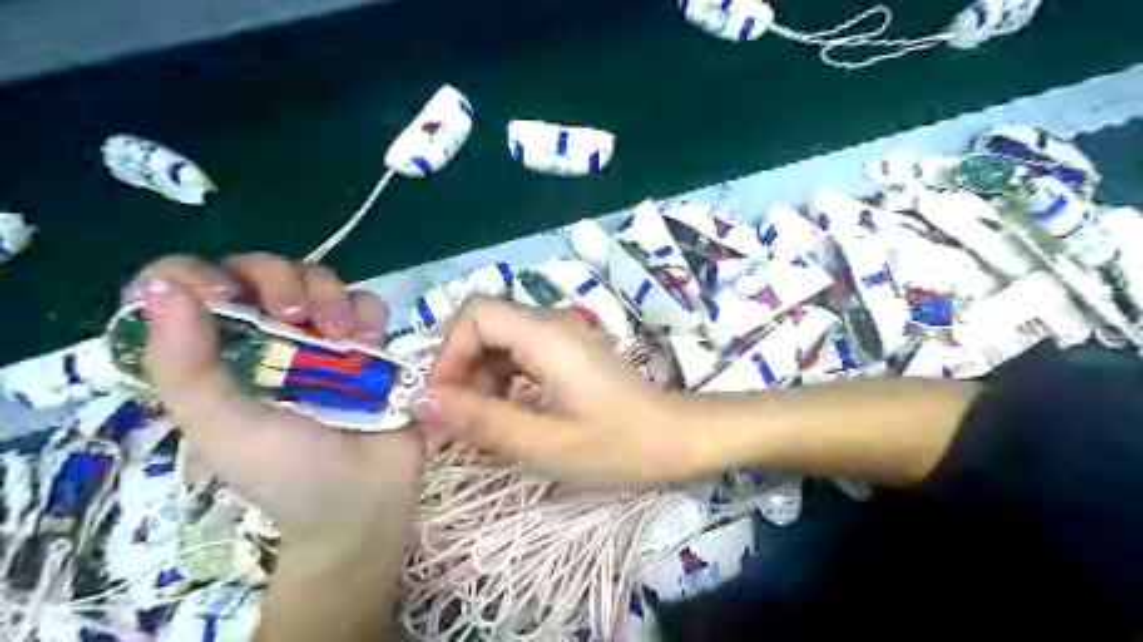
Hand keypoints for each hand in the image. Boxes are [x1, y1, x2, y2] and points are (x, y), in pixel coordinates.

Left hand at [128, 254, 423, 543]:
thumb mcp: (222, 427)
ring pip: (319, 278)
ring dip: (331, 297)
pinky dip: (369, 315)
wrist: (365, 496)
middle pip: (262, 270)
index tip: (221, 296)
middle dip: (281, 282)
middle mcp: (266, 336)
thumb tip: (159, 286)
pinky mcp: (368, 342)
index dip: (197, 274)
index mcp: (215, 355)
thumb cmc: (286, 472)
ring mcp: (321, 337)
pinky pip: (367, 303)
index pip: (185, 285)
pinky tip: (370, 345)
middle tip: (297, 320)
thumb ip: (184, 367)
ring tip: (344, 339)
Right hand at [411, 300, 696, 486]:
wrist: (677, 440)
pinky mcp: (568, 354)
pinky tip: (504, 414)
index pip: (476, 316)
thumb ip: (480, 420)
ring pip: (500, 342)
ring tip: (478, 424)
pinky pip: (520, 356)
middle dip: (460, 369)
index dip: (448, 354)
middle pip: (485, 326)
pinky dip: (501, 382)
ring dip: (479, 378)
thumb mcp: (544, 442)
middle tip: (455, 421)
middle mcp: (552, 325)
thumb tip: (419, 402)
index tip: (441, 403)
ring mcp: (562, 338)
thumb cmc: (617, 445)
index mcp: (546, 336)